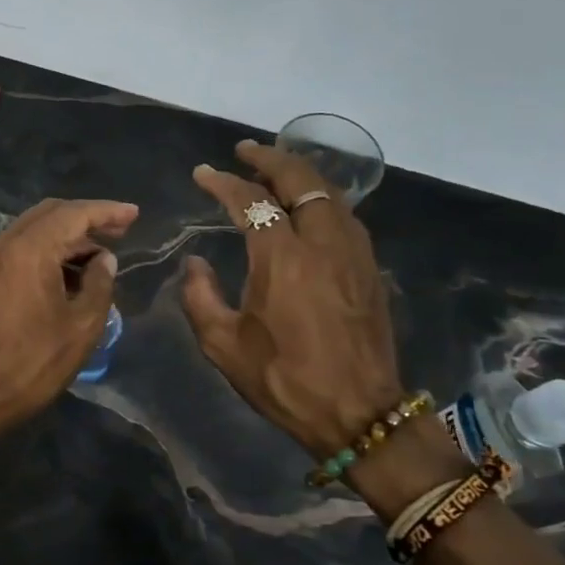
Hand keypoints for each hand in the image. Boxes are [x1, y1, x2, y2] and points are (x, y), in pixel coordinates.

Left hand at [0, 198, 138, 442]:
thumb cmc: (35, 363)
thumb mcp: (82, 325)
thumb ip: (100, 283)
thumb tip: (104, 258)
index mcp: (30, 250)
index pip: (74, 214)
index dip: (107, 211)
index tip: (134, 214)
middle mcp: (4, 244)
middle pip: (50, 214)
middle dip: (86, 218)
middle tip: (119, 230)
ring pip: (32, 230)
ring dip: (65, 235)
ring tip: (97, 254)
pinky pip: (17, 248)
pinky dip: (45, 249)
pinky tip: (65, 270)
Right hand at [182, 141, 403, 455]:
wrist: (360, 414)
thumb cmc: (284, 379)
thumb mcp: (223, 344)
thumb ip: (199, 296)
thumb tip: (195, 263)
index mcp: (282, 258)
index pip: (250, 201)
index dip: (223, 182)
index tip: (202, 173)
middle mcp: (321, 242)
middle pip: (300, 179)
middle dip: (269, 158)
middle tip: (244, 150)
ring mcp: (353, 253)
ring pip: (329, 192)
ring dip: (299, 173)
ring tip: (275, 169)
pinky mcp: (369, 268)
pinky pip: (344, 215)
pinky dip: (321, 197)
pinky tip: (307, 206)